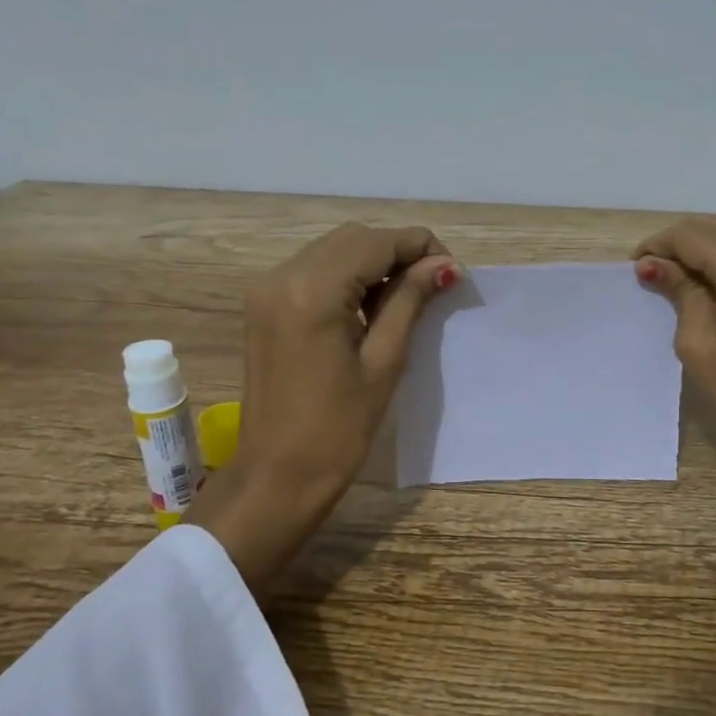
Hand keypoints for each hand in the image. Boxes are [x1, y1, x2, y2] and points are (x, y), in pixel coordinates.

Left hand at [189, 223, 458, 592]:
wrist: (277, 476)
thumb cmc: (338, 429)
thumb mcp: (384, 361)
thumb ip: (410, 300)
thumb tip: (445, 265)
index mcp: (312, 290)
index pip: (376, 242)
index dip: (420, 248)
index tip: (452, 273)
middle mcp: (281, 275)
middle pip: (353, 238)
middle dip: (397, 252)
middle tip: (433, 286)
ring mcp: (266, 289)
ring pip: (332, 250)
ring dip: (372, 262)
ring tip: (405, 298)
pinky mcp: (262, 304)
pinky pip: (313, 270)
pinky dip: (346, 276)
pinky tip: (368, 306)